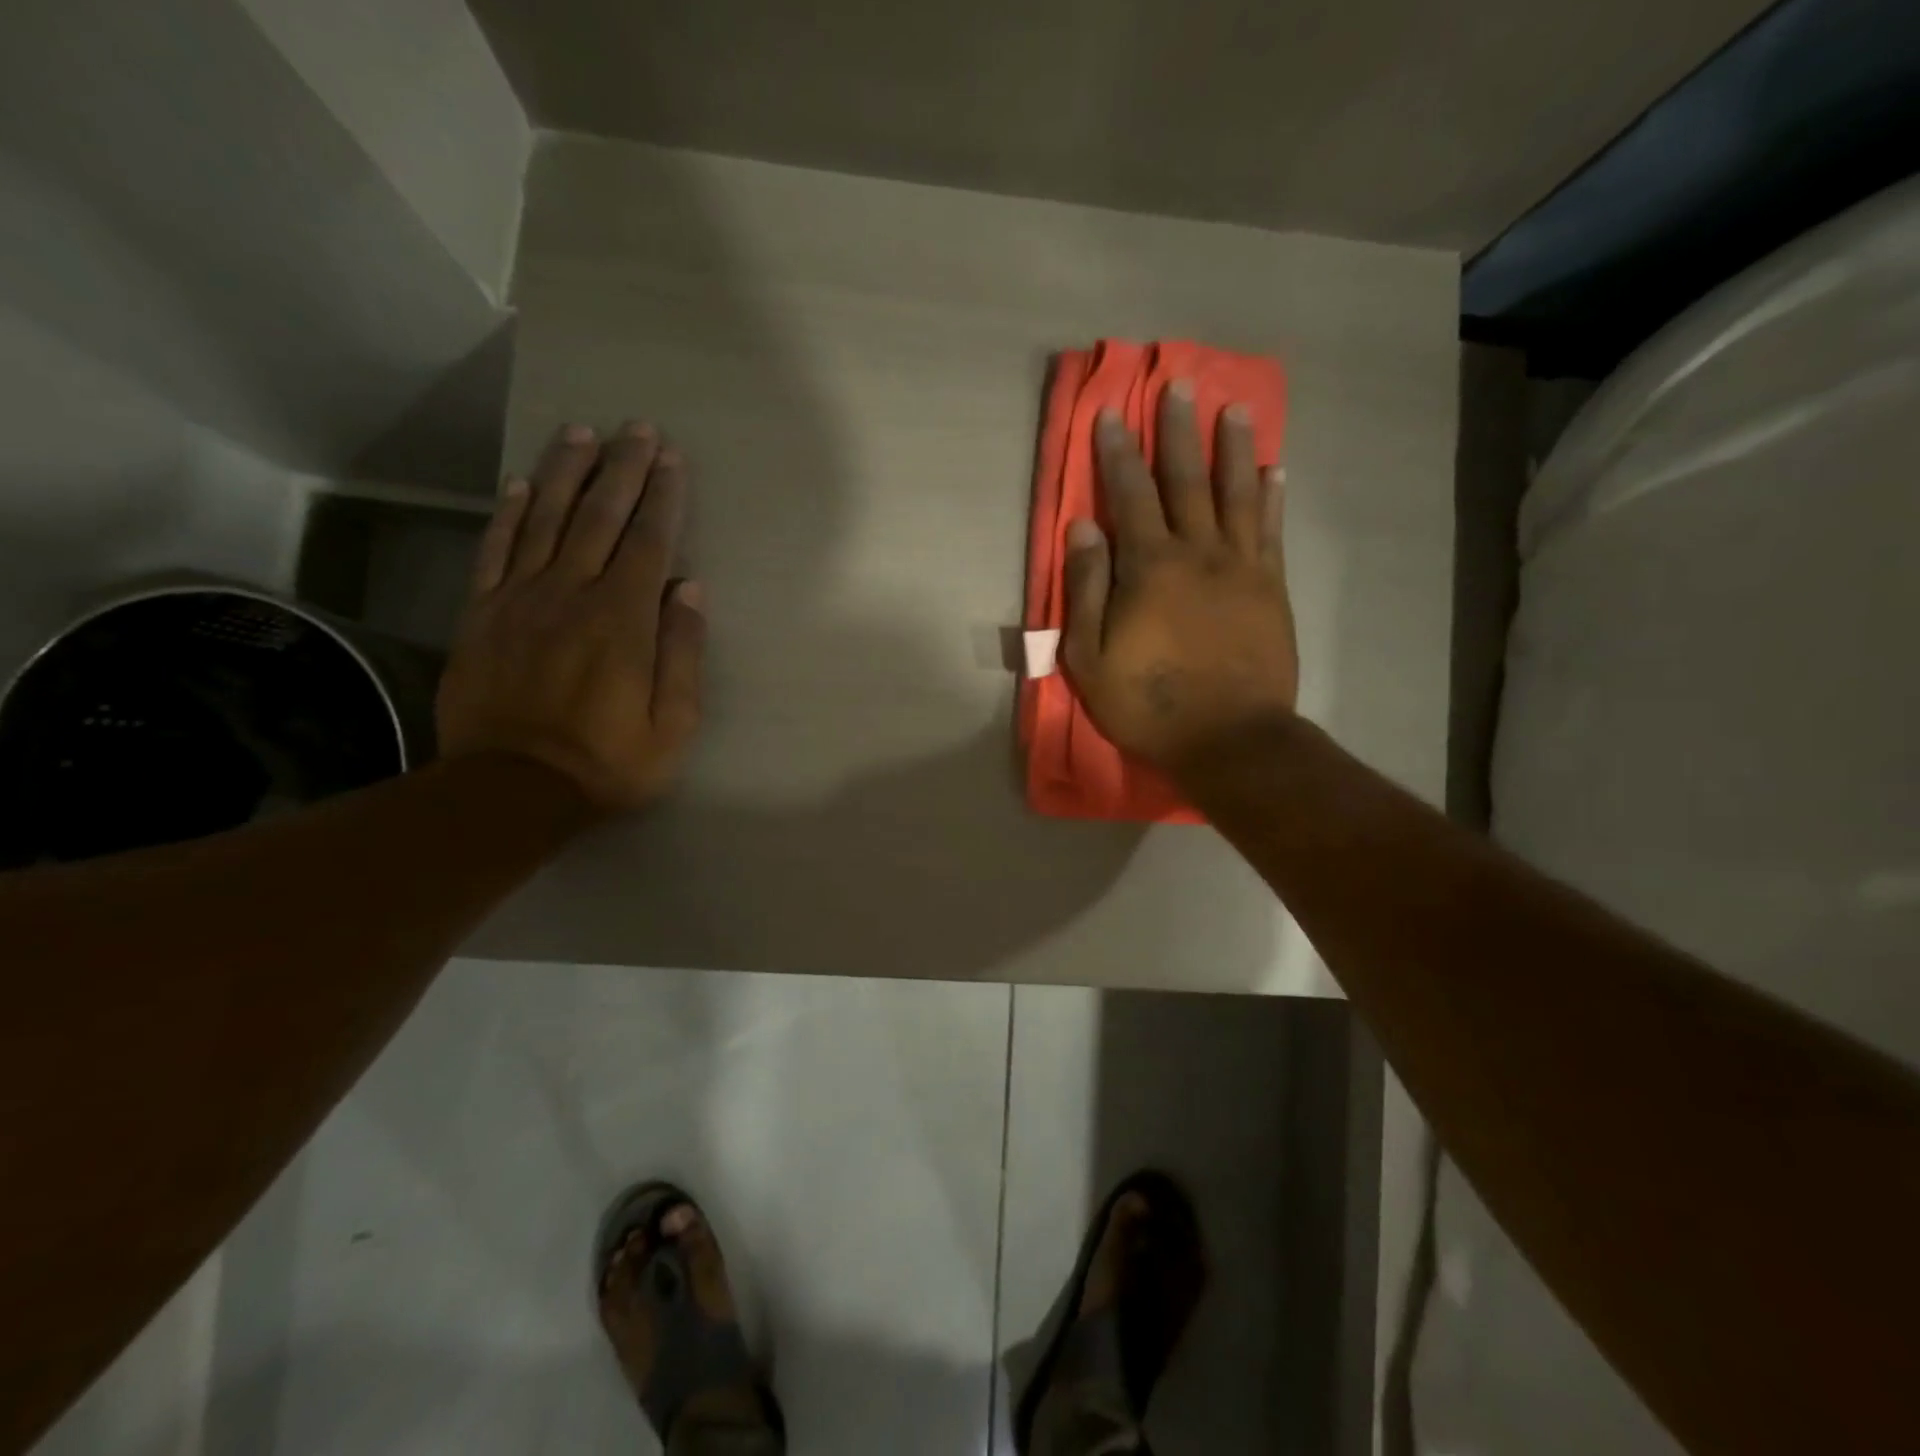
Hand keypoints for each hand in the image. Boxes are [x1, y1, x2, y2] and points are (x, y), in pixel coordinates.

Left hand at [436, 421, 703, 813]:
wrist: (511, 789)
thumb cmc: (608, 762)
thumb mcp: (673, 724)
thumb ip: (682, 653)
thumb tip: (689, 589)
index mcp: (623, 620)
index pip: (648, 542)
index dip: (663, 497)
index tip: (672, 459)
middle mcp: (571, 594)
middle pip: (600, 518)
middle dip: (623, 469)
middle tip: (637, 428)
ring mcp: (519, 599)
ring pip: (546, 520)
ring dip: (567, 473)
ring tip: (583, 433)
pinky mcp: (481, 614)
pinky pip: (495, 550)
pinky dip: (509, 513)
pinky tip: (521, 483)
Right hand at [1061, 382, 1298, 772]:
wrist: (1229, 739)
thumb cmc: (1148, 703)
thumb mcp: (1090, 658)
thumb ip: (1087, 588)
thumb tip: (1084, 526)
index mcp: (1149, 567)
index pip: (1129, 496)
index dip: (1118, 453)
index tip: (1113, 412)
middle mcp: (1197, 553)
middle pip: (1186, 480)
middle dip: (1179, 431)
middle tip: (1180, 385)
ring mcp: (1241, 567)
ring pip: (1237, 494)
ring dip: (1234, 448)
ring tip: (1234, 407)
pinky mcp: (1271, 588)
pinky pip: (1271, 531)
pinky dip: (1271, 497)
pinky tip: (1274, 470)